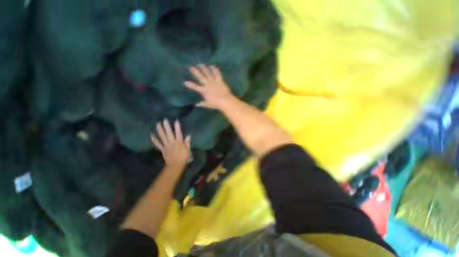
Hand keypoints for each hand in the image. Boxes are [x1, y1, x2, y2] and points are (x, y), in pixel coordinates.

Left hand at [151, 119, 190, 170]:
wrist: (176, 166)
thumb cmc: (184, 157)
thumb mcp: (188, 150)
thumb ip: (187, 142)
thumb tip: (188, 135)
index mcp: (179, 142)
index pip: (178, 133)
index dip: (177, 126)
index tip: (176, 120)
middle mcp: (172, 142)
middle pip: (169, 133)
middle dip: (166, 126)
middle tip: (164, 120)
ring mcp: (166, 146)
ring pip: (162, 137)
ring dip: (160, 130)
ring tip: (157, 124)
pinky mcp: (162, 149)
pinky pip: (158, 144)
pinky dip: (154, 140)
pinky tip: (151, 135)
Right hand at [184, 64, 234, 109]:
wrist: (225, 101)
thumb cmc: (216, 104)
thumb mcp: (208, 104)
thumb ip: (202, 104)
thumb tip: (196, 104)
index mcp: (204, 91)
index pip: (195, 87)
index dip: (190, 84)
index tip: (185, 82)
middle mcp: (207, 85)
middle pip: (200, 77)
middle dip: (195, 72)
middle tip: (191, 67)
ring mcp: (213, 82)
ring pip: (207, 73)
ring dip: (204, 68)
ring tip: (200, 64)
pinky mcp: (220, 80)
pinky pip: (217, 73)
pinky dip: (215, 69)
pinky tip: (212, 65)